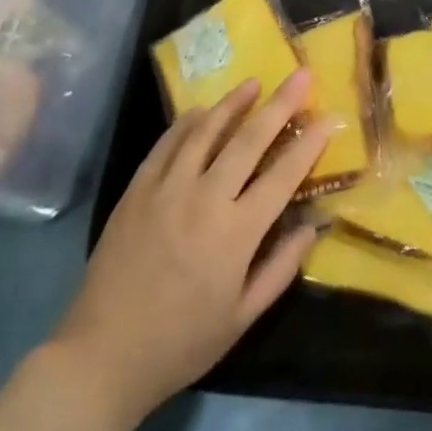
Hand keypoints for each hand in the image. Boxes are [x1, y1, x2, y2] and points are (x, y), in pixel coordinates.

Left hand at [52, 70, 326, 420]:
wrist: (103, 355)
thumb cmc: (181, 343)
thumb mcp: (241, 318)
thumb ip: (280, 268)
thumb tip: (312, 226)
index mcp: (235, 234)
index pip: (282, 177)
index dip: (309, 145)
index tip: (328, 117)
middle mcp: (204, 200)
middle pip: (248, 140)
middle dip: (279, 104)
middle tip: (300, 74)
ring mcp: (166, 189)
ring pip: (206, 131)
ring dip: (233, 103)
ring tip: (253, 82)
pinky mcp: (137, 189)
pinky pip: (167, 144)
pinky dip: (187, 122)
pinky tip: (201, 111)